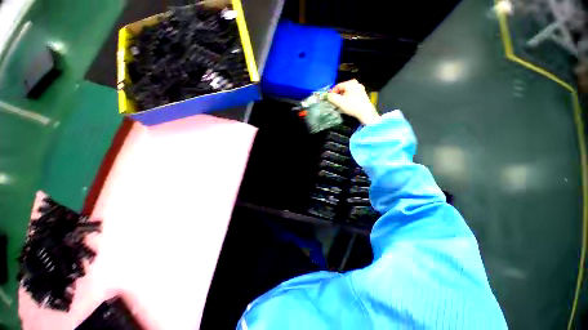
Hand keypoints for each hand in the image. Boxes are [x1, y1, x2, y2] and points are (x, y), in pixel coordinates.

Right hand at [327, 80, 380, 124]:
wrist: (365, 112)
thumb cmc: (352, 106)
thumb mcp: (339, 102)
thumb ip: (332, 97)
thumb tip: (327, 95)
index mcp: (350, 83)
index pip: (338, 86)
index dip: (332, 92)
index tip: (329, 98)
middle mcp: (356, 83)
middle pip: (343, 88)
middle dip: (338, 94)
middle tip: (335, 101)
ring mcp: (360, 88)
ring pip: (348, 91)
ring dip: (343, 96)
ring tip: (340, 103)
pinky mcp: (362, 93)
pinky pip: (352, 93)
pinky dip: (348, 97)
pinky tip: (347, 103)